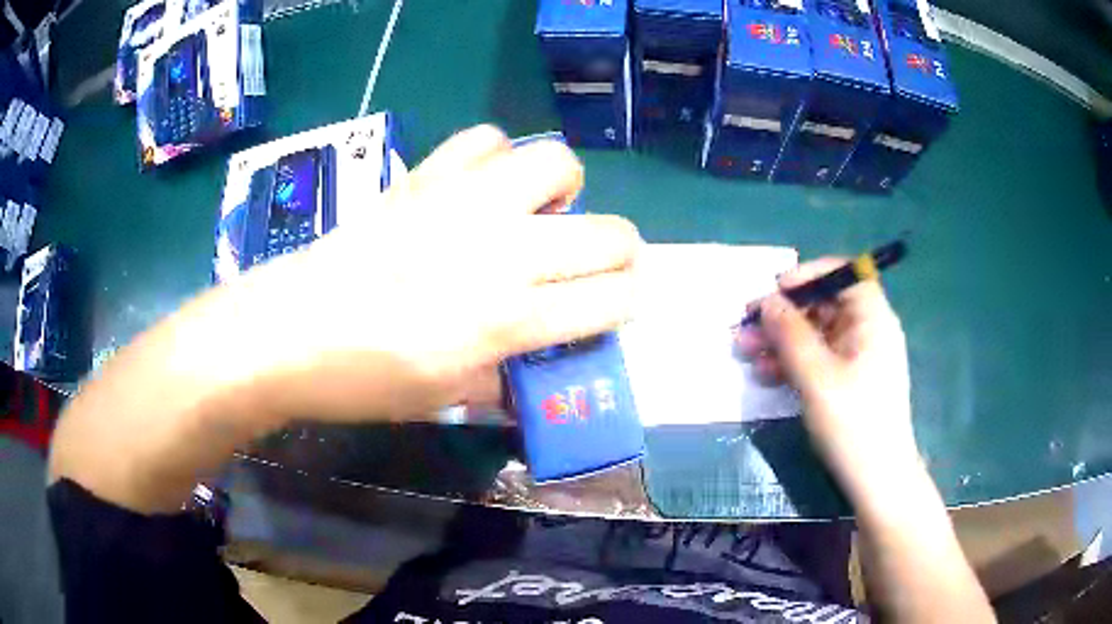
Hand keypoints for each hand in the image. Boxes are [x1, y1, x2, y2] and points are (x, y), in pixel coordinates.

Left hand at [226, 125, 641, 422]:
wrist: (288, 331)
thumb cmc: (363, 378)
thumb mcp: (444, 399)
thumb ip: (503, 379)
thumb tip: (534, 368)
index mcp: (509, 318)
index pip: (612, 300)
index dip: (627, 303)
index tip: (614, 307)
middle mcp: (501, 250)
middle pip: (610, 233)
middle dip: (619, 253)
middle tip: (590, 267)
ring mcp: (463, 202)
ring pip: (556, 164)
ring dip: (561, 193)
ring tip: (532, 217)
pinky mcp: (426, 176)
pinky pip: (486, 140)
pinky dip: (496, 159)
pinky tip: (477, 189)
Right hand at [735, 258, 918, 498]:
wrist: (876, 479)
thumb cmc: (853, 422)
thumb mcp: (816, 377)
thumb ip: (790, 334)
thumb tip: (767, 301)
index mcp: (872, 319)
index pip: (844, 275)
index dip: (809, 276)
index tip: (775, 289)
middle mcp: (868, 331)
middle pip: (824, 306)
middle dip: (784, 315)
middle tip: (747, 326)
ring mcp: (858, 358)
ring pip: (815, 335)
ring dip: (780, 341)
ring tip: (745, 353)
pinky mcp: (848, 382)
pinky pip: (818, 360)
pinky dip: (792, 363)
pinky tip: (766, 375)